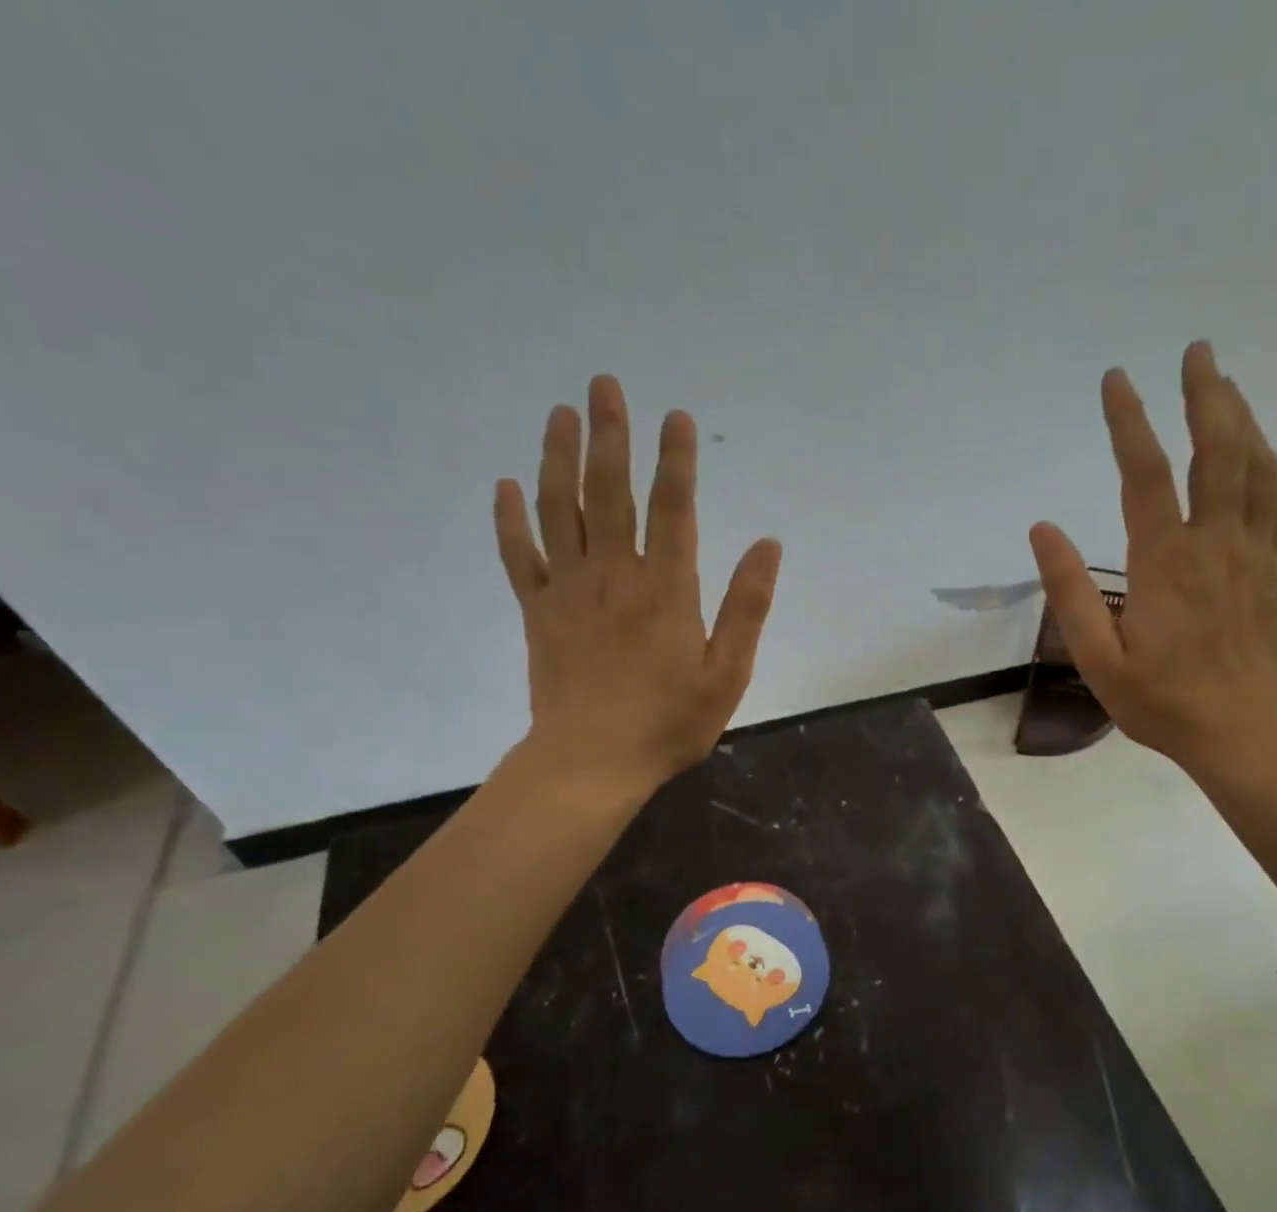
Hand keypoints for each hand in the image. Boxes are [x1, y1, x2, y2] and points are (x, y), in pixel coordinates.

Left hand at [493, 375, 781, 792]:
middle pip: (610, 492)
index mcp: (666, 590)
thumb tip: (768, 545)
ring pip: (560, 510)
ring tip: (560, 413)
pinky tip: (507, 484)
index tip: (676, 416)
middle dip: (610, 435)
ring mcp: (570, 590)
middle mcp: (615, 575)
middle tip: (603, 384)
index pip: (673, 508)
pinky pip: (520, 555)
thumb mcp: (727, 674)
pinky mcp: (538, 612)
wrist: (591, 762)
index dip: (676, 460)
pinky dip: (511, 518)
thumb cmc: (669, 723)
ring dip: (559, 457)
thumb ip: (747, 607)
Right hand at [1029, 342, 1276, 773]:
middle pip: (1216, 451)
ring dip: (1242, 419)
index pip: (1144, 474)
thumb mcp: (1099, 660)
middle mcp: (1216, 543)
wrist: (1249, 735)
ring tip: (1225, 384)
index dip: (1128, 421)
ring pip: (1257, 467)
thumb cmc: (1165, 704)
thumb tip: (1043, 530)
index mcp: (1165, 563)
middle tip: (1196, 351)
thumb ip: (1070, 594)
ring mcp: (1257, 554)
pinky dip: (1272, 465)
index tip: (1116, 380)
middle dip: (1205, 395)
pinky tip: (1264, 451)